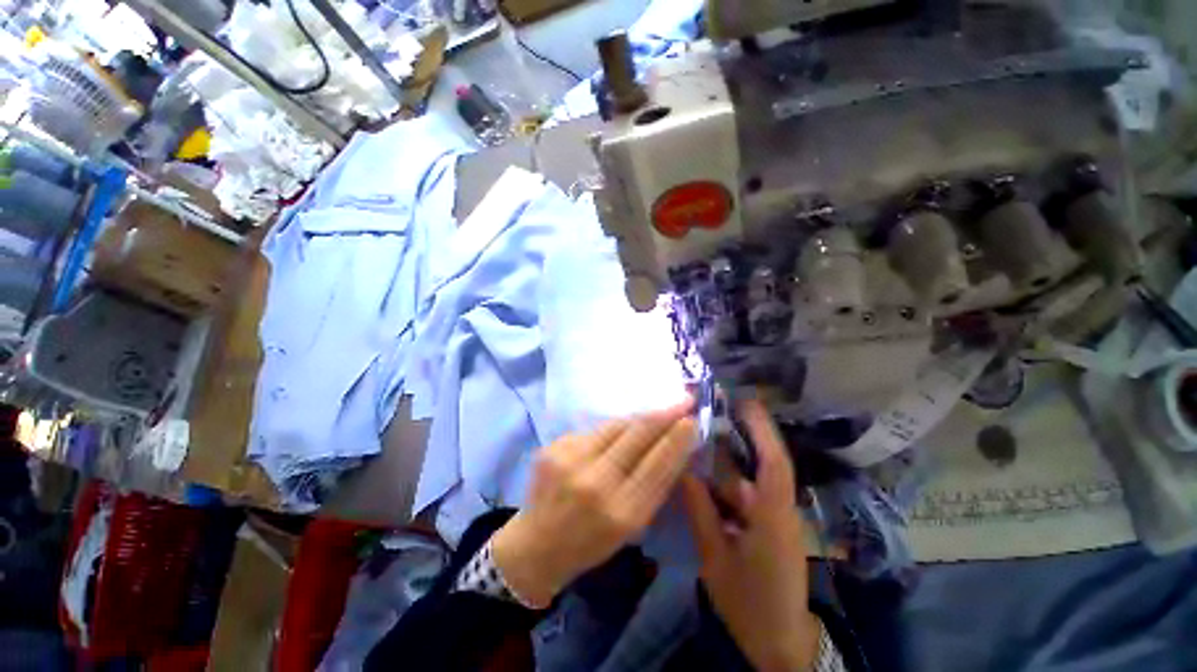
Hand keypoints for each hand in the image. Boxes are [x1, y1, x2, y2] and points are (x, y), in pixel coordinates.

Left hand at [492, 400, 695, 607]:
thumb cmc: (591, 543)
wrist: (536, 545)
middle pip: (637, 436)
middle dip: (664, 414)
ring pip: (616, 425)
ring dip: (641, 417)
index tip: (692, 420)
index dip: (677, 439)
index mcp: (620, 513)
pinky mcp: (554, 447)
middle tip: (684, 400)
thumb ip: (654, 486)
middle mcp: (595, 482)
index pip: (658, 465)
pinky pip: (595, 429)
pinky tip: (623, 428)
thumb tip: (676, 447)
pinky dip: (614, 427)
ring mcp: (571, 460)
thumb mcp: (632, 527)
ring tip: (658, 411)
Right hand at [682, 398, 819, 671]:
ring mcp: (776, 519)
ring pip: (750, 479)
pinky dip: (727, 484)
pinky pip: (747, 496)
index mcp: (773, 516)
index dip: (762, 429)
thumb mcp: (716, 559)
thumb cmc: (751, 604)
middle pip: (761, 463)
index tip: (745, 401)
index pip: (773, 462)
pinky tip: (705, 480)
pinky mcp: (769, 527)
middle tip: (711, 412)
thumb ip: (700, 512)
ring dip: (728, 462)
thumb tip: (684, 471)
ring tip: (699, 441)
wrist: (781, 644)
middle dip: (741, 435)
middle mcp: (779, 510)